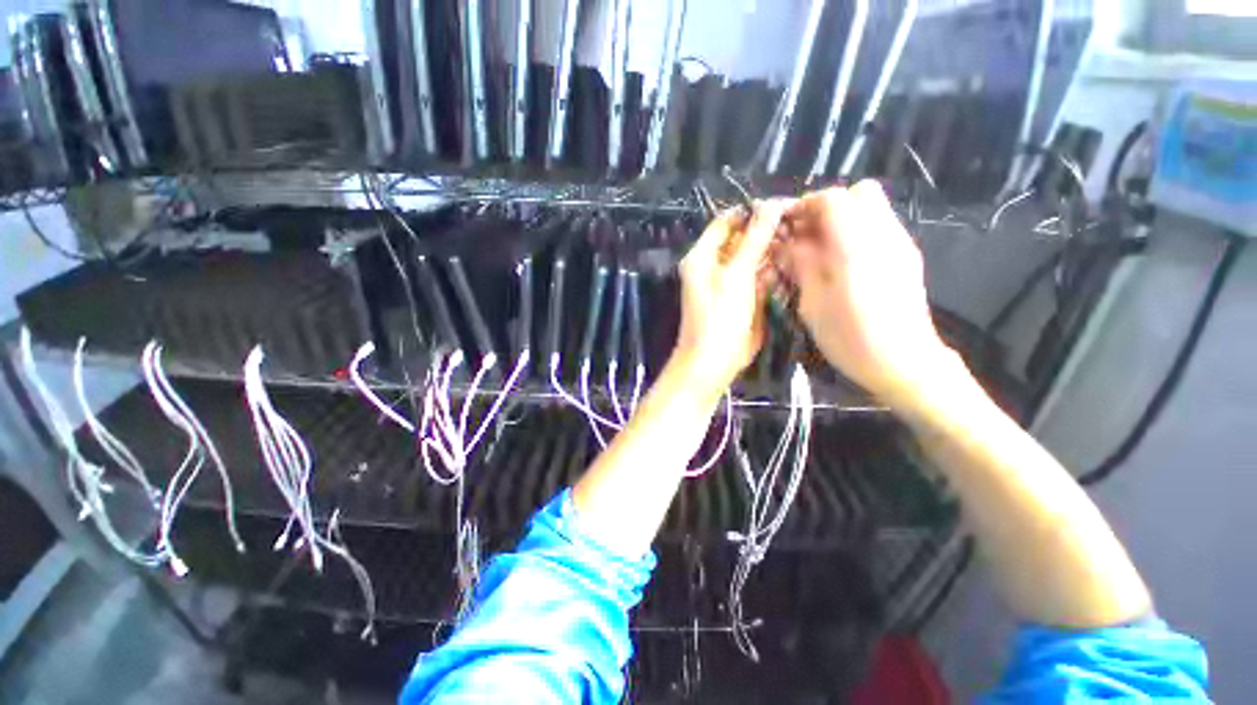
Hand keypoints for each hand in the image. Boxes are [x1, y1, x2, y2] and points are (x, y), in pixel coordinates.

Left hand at [670, 201, 787, 400]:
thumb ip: (754, 239)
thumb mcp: (736, 275)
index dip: (752, 211)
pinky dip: (774, 270)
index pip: (727, 221)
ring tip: (802, 239)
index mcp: (703, 256)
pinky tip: (795, 261)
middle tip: (799, 222)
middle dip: (767, 231)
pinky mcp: (744, 296)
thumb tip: (771, 204)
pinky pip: (760, 276)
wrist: (714, 360)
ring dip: (774, 250)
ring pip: (754, 257)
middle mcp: (714, 265)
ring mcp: (730, 281)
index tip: (783, 205)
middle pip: (742, 238)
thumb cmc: (719, 315)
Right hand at [783, 181, 951, 401]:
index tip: (785, 225)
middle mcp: (884, 235)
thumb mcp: (813, 304)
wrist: (904, 363)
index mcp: (856, 246)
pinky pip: (879, 226)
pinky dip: (855, 231)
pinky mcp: (906, 256)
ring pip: (872, 207)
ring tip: (819, 248)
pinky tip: (840, 261)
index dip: (804, 205)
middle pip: (858, 192)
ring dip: (841, 219)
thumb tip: (788, 243)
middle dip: (826, 207)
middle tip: (804, 234)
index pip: (832, 199)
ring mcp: (900, 244)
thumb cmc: (850, 337)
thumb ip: (802, 265)